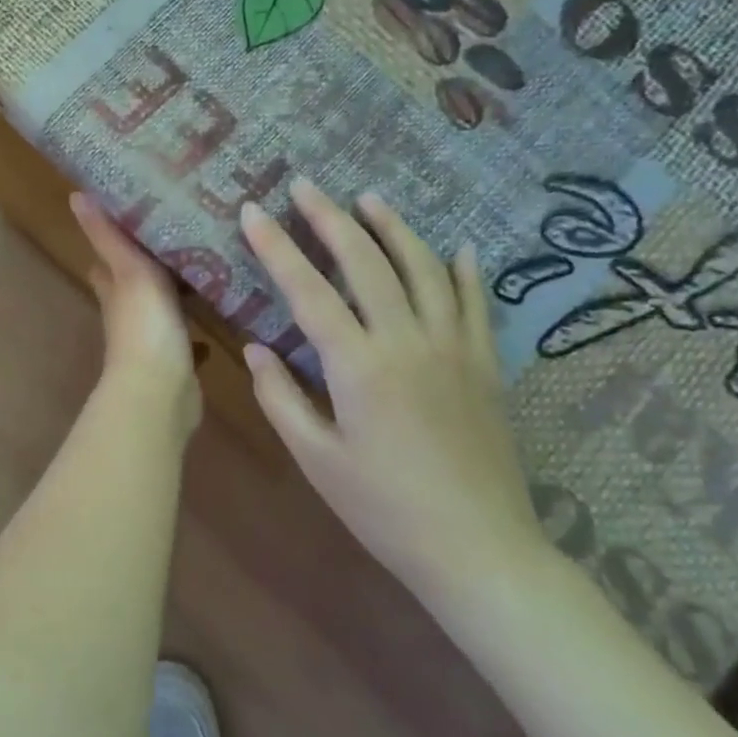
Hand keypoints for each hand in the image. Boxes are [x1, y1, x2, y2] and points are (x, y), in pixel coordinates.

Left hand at [71, 193, 200, 430]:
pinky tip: (220, 316)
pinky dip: (197, 330)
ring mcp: (151, 338)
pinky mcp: (175, 361)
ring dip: (177, 293)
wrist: (160, 393)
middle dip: (152, 262)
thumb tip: (76, 196)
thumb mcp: (129, 272)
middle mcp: (127, 313)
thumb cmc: (144, 327)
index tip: (136, 213)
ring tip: (207, 267)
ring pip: (162, 308)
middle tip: (184, 234)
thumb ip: (108, 237)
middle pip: (135, 282)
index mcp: (115, 289)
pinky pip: (187, 339)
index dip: (114, 238)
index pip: (107, 258)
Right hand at [238, 180, 547, 609]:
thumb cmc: (384, 509)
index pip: (308, 290)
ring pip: (423, 269)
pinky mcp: (484, 365)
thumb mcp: (317, 460)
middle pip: (366, 263)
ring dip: (393, 228)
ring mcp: (453, 348)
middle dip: (330, 219)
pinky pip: (476, 304)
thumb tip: (256, 349)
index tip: (252, 211)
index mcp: (358, 366)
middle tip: (305, 187)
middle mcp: (407, 341)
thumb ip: (281, 397)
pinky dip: (465, 270)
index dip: (276, 247)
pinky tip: (459, 247)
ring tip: (369, 199)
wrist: (479, 550)